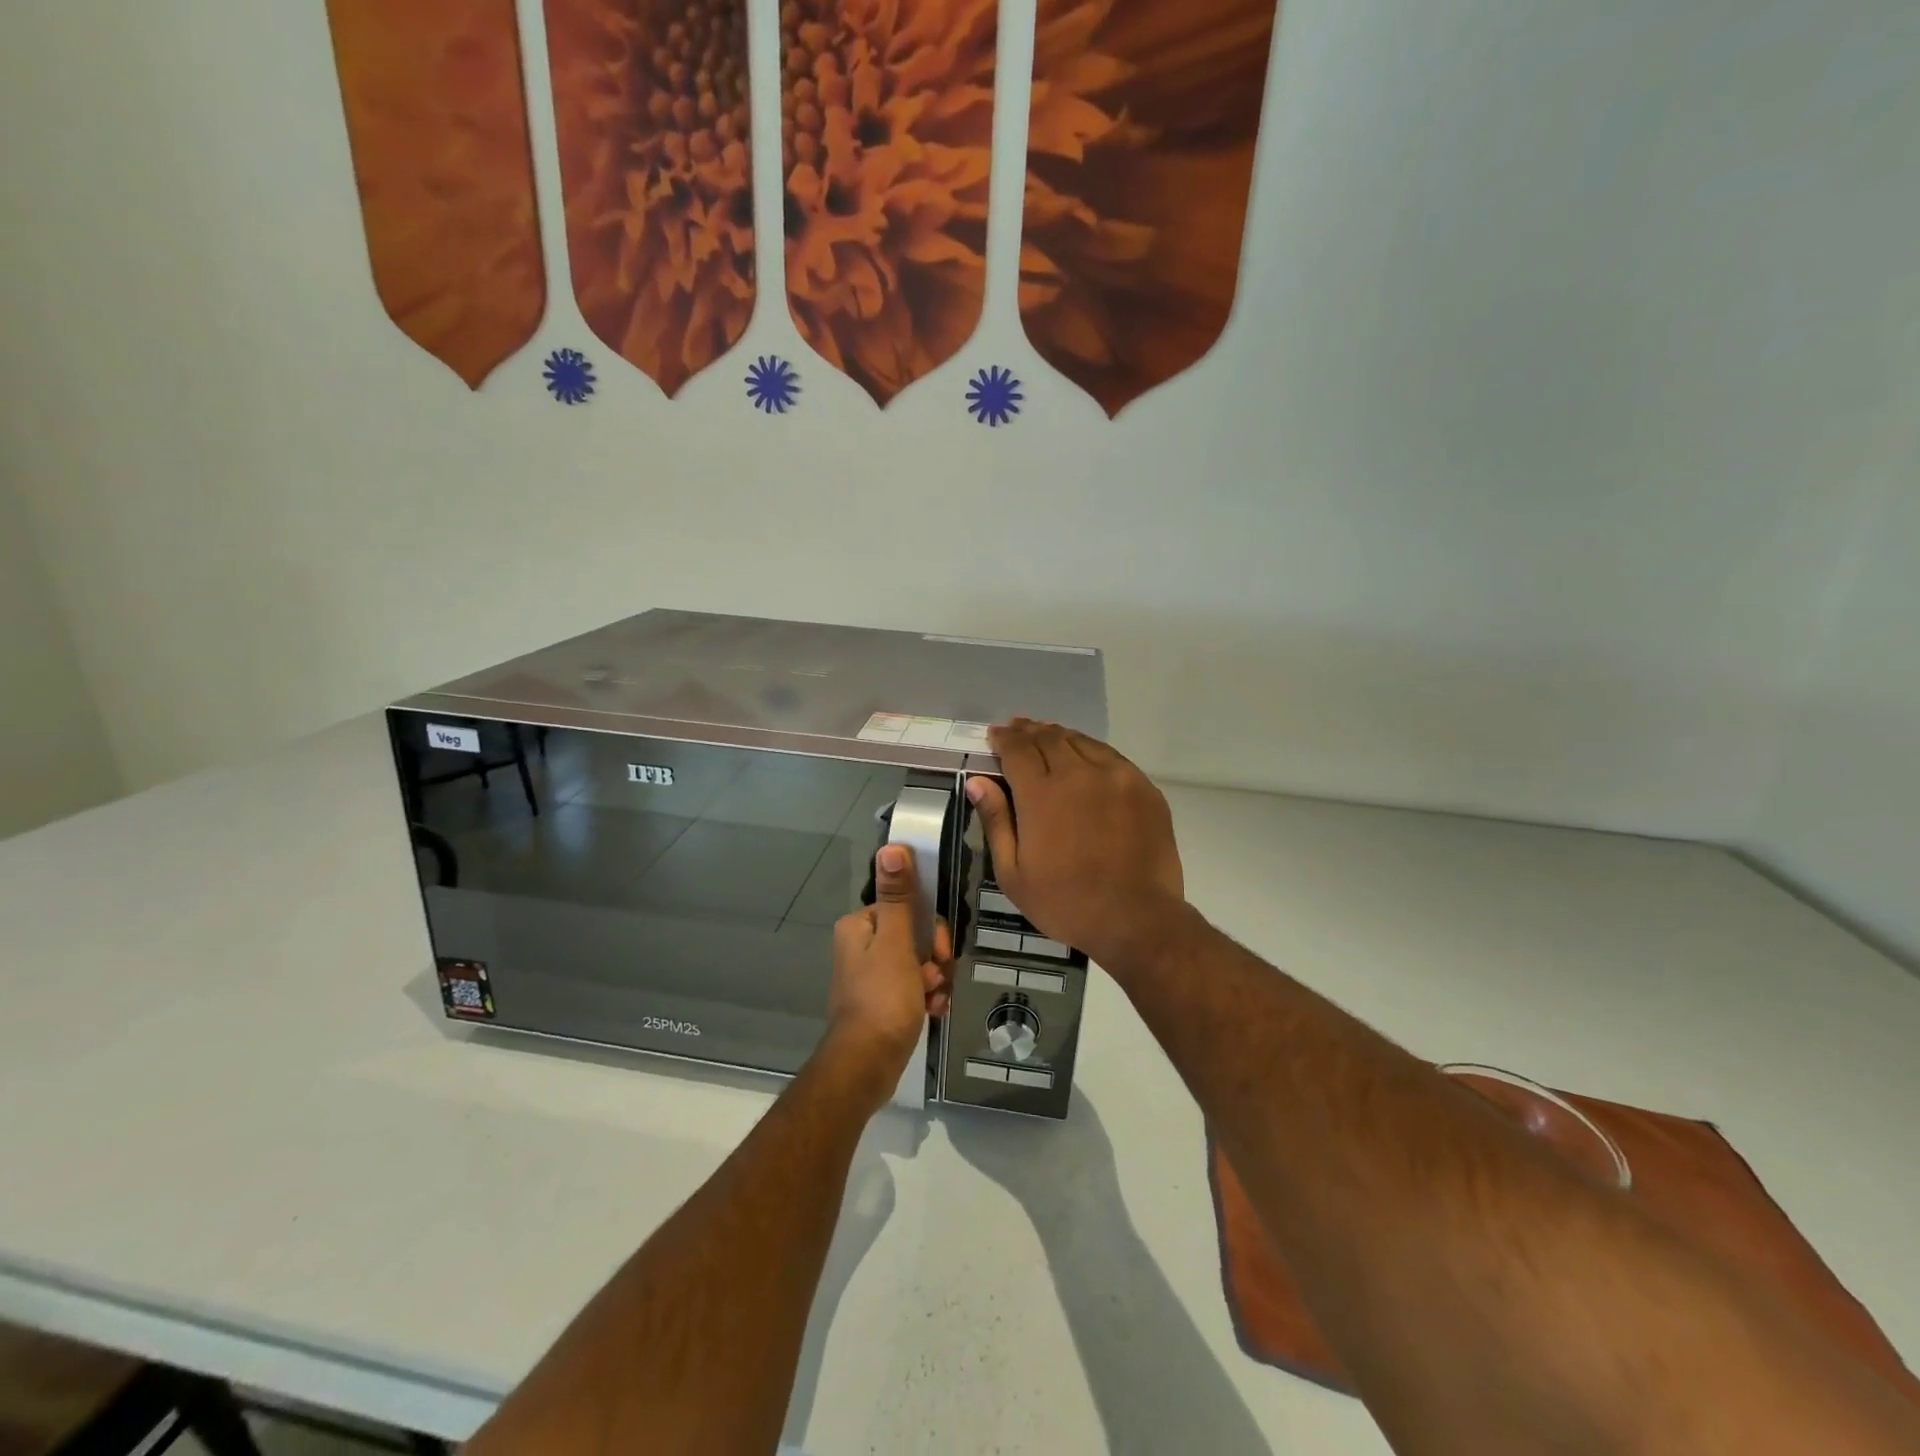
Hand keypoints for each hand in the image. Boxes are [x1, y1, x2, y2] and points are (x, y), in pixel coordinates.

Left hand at [825, 845, 952, 1108]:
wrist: (866, 1066)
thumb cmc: (883, 998)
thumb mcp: (896, 943)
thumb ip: (898, 897)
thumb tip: (891, 847)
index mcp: (860, 926)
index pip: (907, 908)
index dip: (932, 927)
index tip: (940, 950)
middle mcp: (862, 947)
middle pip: (916, 936)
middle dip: (934, 957)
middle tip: (935, 977)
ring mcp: (872, 977)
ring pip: (919, 964)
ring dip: (934, 980)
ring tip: (933, 1000)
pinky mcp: (883, 1003)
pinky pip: (914, 989)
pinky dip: (927, 998)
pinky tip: (933, 1012)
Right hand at [966, 720, 1185, 968]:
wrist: (1136, 918)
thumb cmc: (1065, 902)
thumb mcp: (1013, 874)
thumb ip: (996, 821)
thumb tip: (978, 782)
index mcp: (1042, 794)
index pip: (1017, 750)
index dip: (1003, 738)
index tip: (994, 735)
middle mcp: (1079, 774)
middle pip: (1049, 738)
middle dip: (1028, 731)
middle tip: (1017, 728)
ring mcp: (1116, 777)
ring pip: (1082, 742)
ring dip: (1059, 735)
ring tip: (1047, 735)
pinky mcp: (1143, 788)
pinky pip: (1111, 756)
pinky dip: (1090, 750)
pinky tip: (1085, 756)